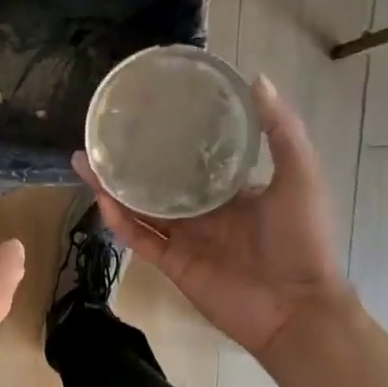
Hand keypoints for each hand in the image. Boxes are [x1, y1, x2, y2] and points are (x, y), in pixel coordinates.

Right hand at [74, 76, 347, 359]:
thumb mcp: (300, 175)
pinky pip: (140, 239)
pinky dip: (120, 221)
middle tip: (101, 135)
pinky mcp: (172, 264)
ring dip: (112, 187)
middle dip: (130, 160)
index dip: (171, 137)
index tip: (148, 113)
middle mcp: (205, 211)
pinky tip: (101, 199)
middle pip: (158, 181)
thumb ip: (281, 130)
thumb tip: (256, 78)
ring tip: (84, 161)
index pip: (195, 158)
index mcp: (234, 190)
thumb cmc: (302, 239)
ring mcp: (186, 239)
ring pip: (141, 208)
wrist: (296, 309)